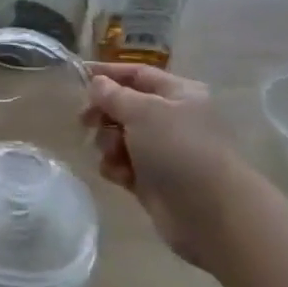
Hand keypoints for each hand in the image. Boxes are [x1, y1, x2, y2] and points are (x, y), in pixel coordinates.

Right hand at [83, 63, 246, 264]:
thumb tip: (97, 83)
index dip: (107, 73)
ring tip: (115, 155)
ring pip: (119, 136)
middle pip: (124, 106)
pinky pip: (122, 164)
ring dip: (108, 143)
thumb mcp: (143, 111)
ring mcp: (162, 151)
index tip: (77, 76)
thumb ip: (113, 94)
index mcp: (178, 94)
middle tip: (85, 122)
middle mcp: (171, 118)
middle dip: (104, 113)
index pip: (137, 74)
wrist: (210, 213)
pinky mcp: (151, 179)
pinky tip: (121, 176)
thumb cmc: (178, 150)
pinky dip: (116, 167)